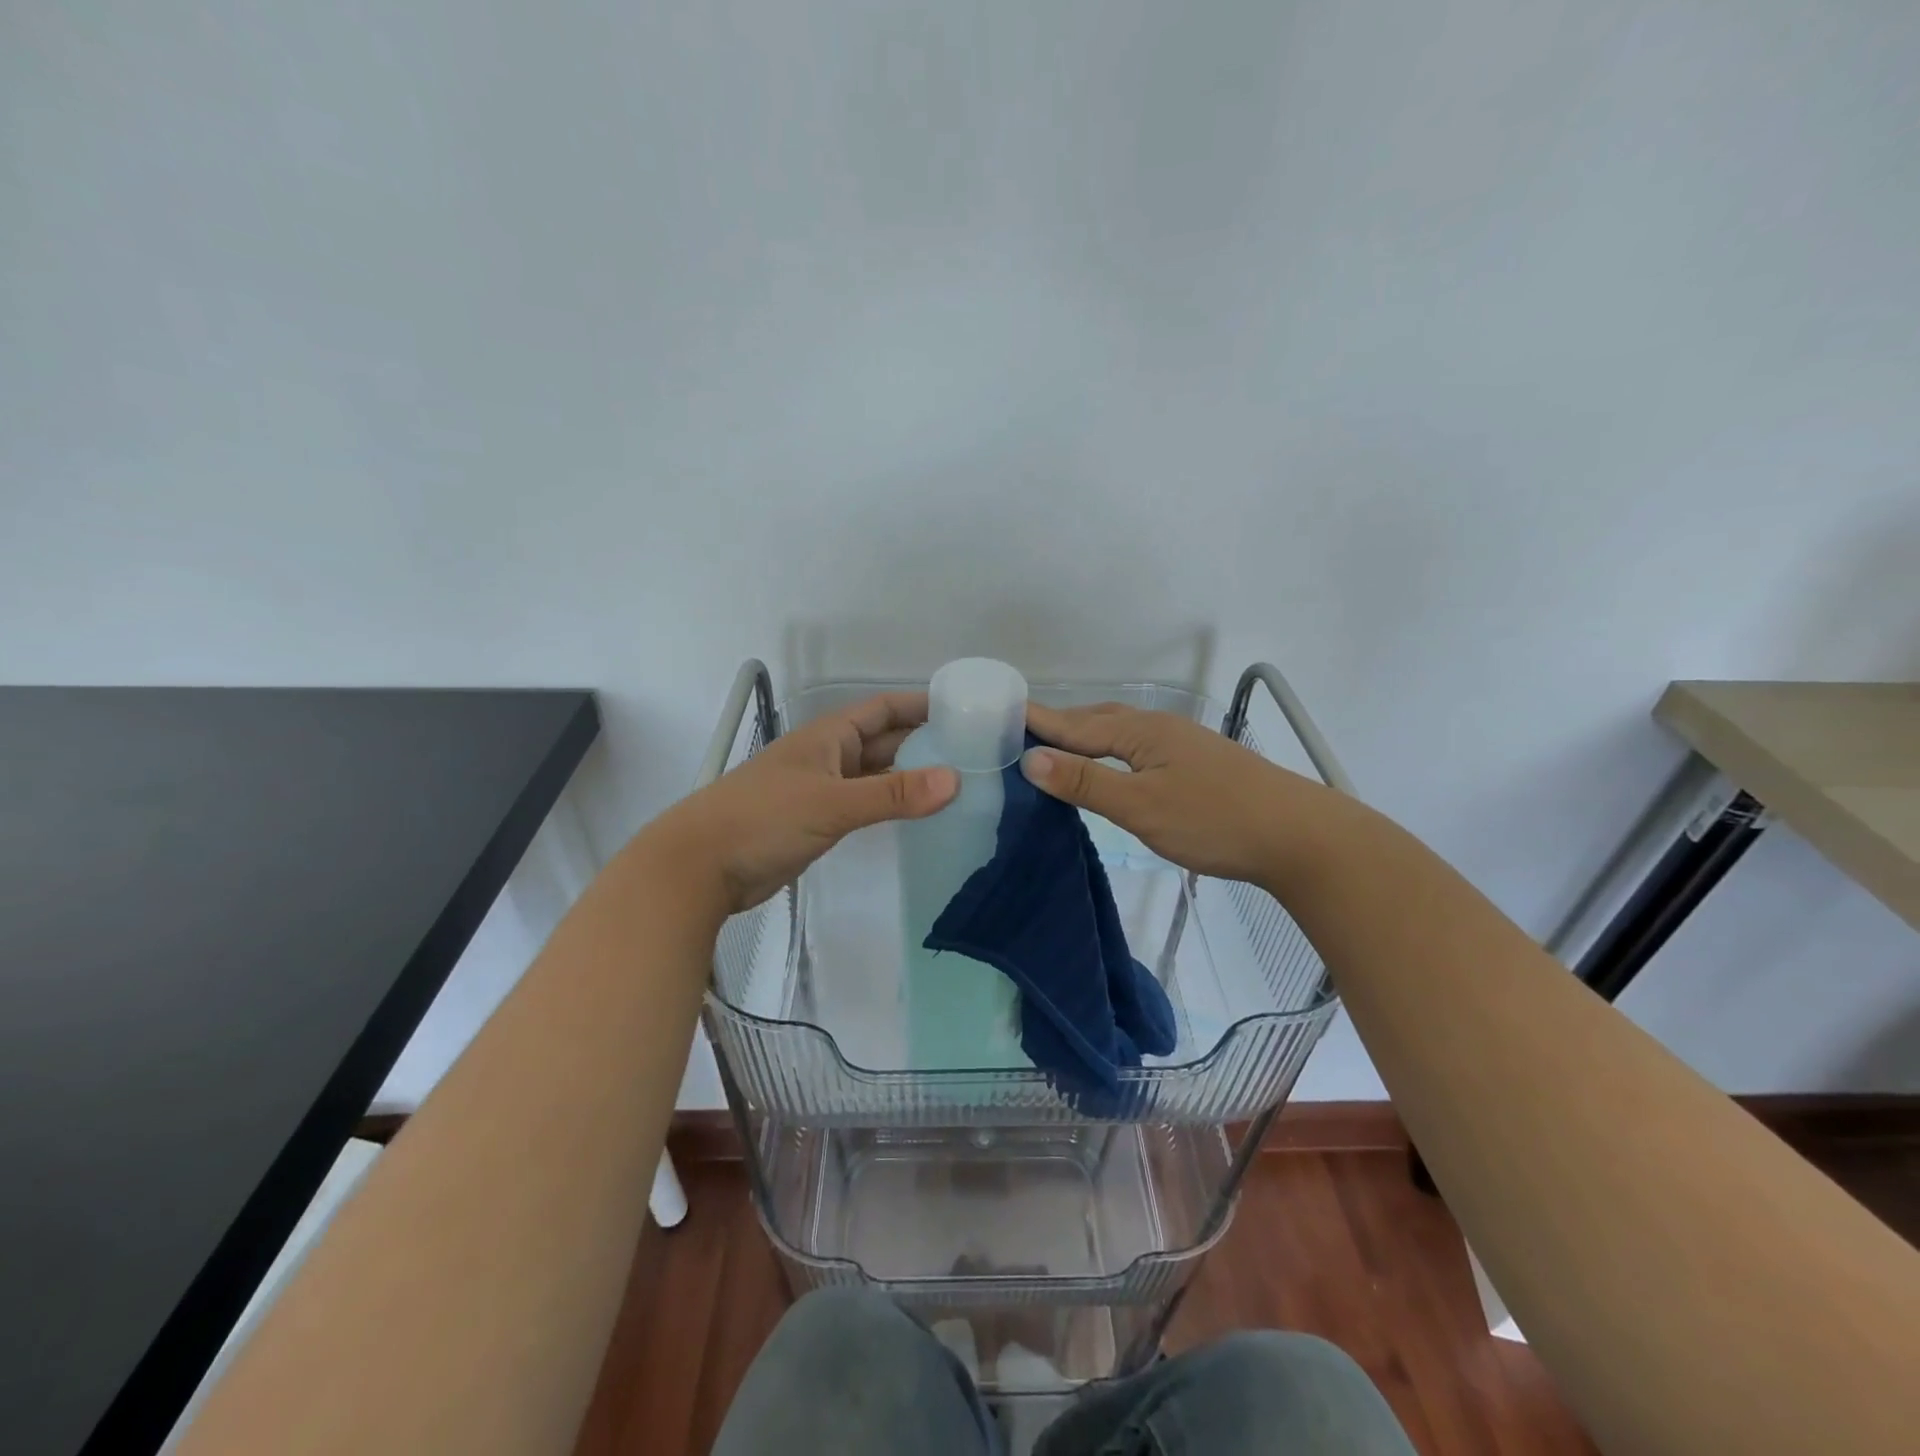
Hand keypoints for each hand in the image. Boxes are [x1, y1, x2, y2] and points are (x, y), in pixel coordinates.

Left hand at [648, 692, 958, 913]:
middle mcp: (828, 756)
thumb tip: (956, 781)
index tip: (962, 710)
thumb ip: (893, 794)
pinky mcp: (816, 822)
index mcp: (828, 737)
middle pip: (883, 741)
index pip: (883, 709)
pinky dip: (889, 804)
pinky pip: (862, 803)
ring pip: (874, 775)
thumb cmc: (764, 819)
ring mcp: (821, 790)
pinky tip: (914, 813)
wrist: (700, 865)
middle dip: (922, 742)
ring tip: (955, 783)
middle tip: (972, 752)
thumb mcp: (832, 803)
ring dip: (908, 776)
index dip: (919, 705)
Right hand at [1023, 701, 1327, 884]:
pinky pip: (1137, 747)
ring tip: (1057, 746)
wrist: (1298, 835)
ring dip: (1085, 735)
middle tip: (1021, 731)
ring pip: (1120, 733)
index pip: (1075, 724)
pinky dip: (1110, 751)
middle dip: (1058, 724)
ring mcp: (1181, 744)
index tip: (1001, 713)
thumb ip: (1086, 783)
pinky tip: (1111, 765)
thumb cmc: (1214, 820)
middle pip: (1097, 720)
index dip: (1039, 722)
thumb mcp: (1141, 807)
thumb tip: (1031, 759)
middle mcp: (1159, 728)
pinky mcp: (1196, 763)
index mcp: (1140, 731)